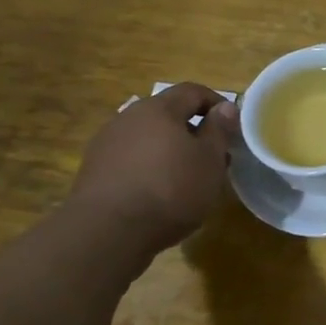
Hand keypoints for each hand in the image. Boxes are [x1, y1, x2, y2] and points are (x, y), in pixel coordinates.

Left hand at [67, 83, 236, 253]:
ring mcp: (106, 145)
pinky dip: (149, 168)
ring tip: (187, 178)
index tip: (232, 127)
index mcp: (158, 109)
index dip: (216, 103)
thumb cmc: (170, 189)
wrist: (106, 233)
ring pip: (148, 138)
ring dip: (170, 151)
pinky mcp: (93, 172)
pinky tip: (159, 194)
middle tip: (213, 156)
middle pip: (167, 114)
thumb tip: (224, 108)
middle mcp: (128, 118)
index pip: (192, 91)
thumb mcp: (210, 160)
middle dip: (193, 130)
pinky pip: (130, 160)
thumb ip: (219, 130)